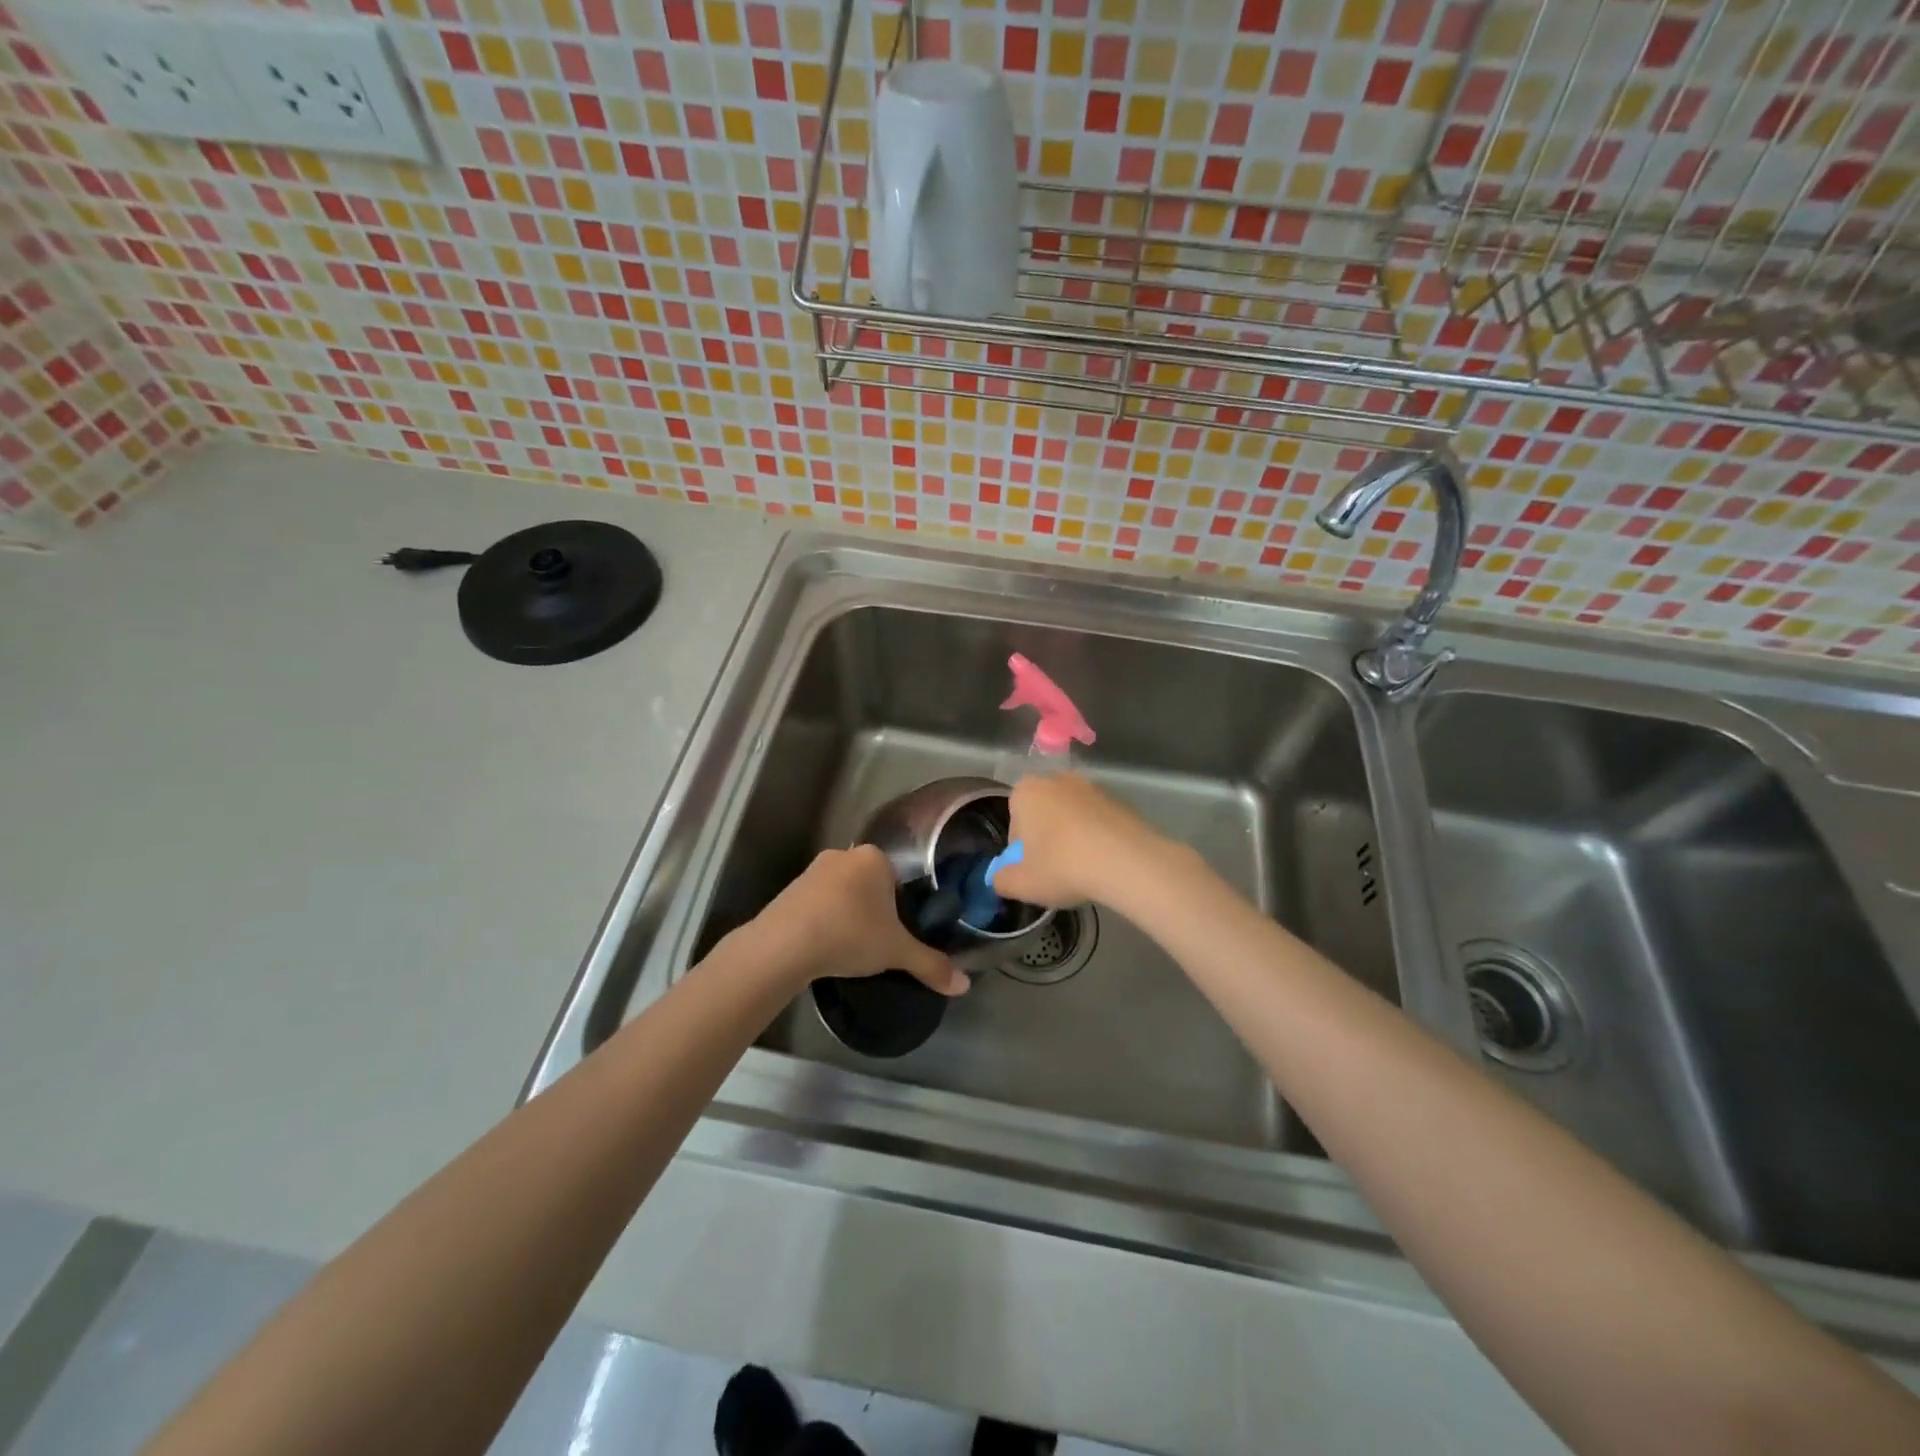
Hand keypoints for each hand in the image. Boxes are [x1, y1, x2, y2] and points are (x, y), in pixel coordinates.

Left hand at [746, 845, 967, 995]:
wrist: (784, 945)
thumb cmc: (851, 934)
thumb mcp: (897, 952)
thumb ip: (931, 965)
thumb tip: (964, 986)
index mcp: (874, 857)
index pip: (898, 877)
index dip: (901, 905)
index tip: (899, 931)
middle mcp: (843, 855)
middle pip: (869, 883)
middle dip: (874, 909)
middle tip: (878, 942)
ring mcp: (812, 871)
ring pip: (841, 893)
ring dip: (847, 915)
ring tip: (850, 948)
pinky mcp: (789, 890)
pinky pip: (817, 904)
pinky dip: (823, 921)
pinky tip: (824, 947)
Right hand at [990, 772, 1168, 909]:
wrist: (1126, 861)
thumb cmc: (1061, 867)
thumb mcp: (1020, 884)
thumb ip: (1001, 879)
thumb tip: (1000, 877)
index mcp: (1025, 791)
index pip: (1014, 821)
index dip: (1021, 849)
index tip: (1032, 869)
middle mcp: (1057, 779)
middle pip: (1044, 813)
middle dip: (1047, 838)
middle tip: (1055, 870)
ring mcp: (1092, 787)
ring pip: (1072, 816)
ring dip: (1073, 837)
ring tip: (1082, 869)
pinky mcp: (1120, 800)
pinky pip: (1098, 821)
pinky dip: (1098, 837)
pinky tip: (1104, 863)